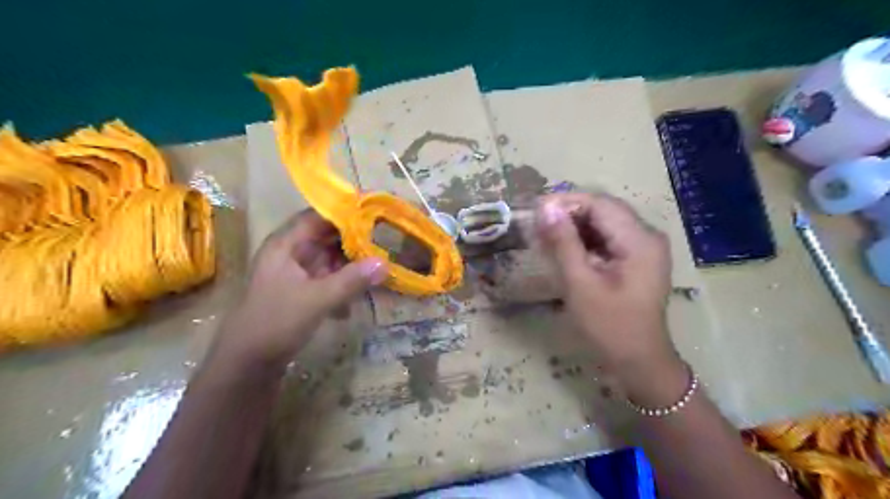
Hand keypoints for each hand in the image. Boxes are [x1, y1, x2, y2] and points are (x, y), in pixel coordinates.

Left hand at [211, 208, 390, 376]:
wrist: (247, 364)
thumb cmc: (275, 322)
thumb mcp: (317, 299)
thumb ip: (351, 280)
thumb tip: (385, 263)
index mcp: (285, 245)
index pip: (317, 216)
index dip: (344, 212)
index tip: (374, 212)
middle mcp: (290, 254)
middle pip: (326, 237)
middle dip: (354, 240)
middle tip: (384, 240)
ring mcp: (295, 274)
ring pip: (329, 259)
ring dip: (351, 264)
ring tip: (379, 266)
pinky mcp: (301, 292)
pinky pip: (328, 279)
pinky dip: (343, 284)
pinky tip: (357, 299)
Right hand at [535, 194, 683, 374]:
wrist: (639, 361)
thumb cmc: (609, 326)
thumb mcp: (580, 283)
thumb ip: (563, 243)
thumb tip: (546, 208)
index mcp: (639, 240)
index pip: (600, 204)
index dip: (566, 202)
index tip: (536, 210)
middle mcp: (647, 236)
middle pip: (604, 210)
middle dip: (569, 213)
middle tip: (537, 225)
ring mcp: (644, 247)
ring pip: (604, 223)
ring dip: (575, 226)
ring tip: (546, 237)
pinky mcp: (637, 259)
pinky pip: (608, 238)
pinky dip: (584, 240)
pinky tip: (564, 249)